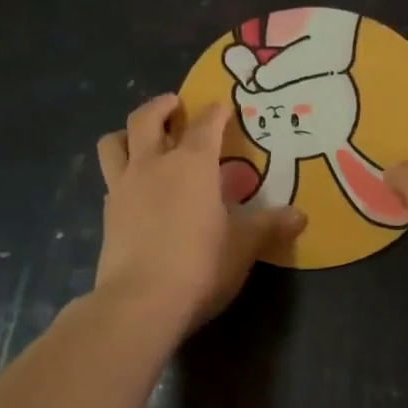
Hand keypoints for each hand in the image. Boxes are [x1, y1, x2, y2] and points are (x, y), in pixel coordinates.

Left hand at [95, 95, 304, 335]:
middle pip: (146, 119)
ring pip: (113, 143)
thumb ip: (270, 226)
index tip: (223, 106)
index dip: (216, 112)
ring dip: (127, 133)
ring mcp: (123, 188)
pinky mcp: (106, 215)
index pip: (205, 125)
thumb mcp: (244, 245)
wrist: (141, 301)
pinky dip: (121, 173)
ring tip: (140, 139)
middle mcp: (153, 165)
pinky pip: (111, 179)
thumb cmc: (201, 264)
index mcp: (192, 164)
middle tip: (174, 105)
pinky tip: (135, 189)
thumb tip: (301, 215)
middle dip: (161, 106)